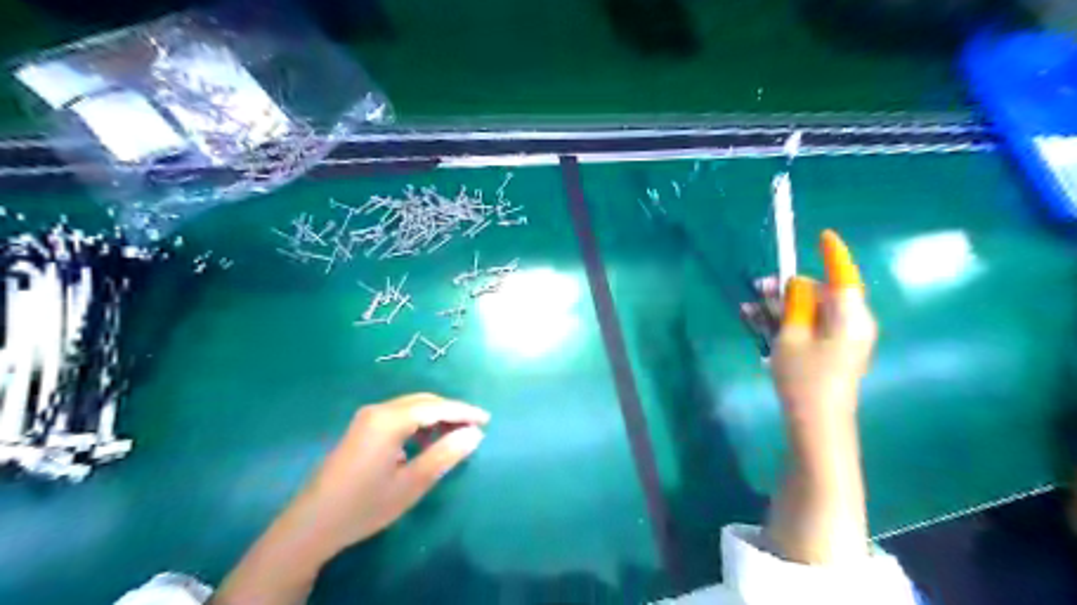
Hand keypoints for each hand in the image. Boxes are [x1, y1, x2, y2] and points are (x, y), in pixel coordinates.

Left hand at [213, 392, 489, 604]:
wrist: (311, 526)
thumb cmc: (364, 506)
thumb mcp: (411, 484)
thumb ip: (445, 455)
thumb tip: (475, 434)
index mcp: (390, 420)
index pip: (436, 407)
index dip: (464, 412)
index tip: (487, 420)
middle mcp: (378, 410)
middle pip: (424, 402)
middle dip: (451, 412)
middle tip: (475, 428)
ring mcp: (367, 418)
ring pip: (412, 407)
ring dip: (436, 417)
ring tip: (456, 435)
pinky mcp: (362, 429)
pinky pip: (400, 416)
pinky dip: (420, 423)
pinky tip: (427, 441)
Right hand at [775, 228, 872, 423]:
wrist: (816, 424)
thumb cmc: (805, 378)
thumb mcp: (791, 336)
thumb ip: (793, 305)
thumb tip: (795, 283)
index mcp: (850, 317)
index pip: (844, 277)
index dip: (833, 255)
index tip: (822, 236)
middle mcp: (851, 324)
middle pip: (821, 294)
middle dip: (789, 288)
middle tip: (759, 287)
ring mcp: (841, 340)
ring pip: (810, 312)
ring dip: (780, 307)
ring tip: (749, 307)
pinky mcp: (829, 353)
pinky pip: (809, 328)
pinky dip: (785, 323)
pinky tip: (756, 321)